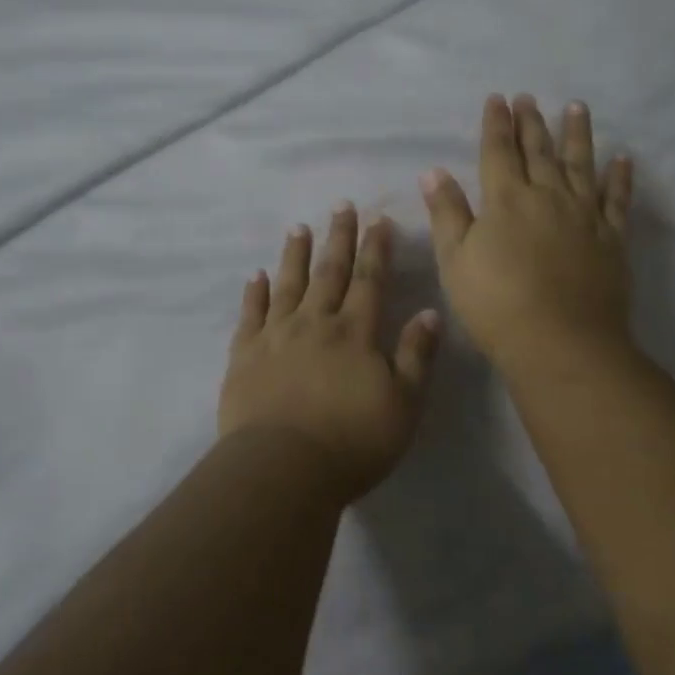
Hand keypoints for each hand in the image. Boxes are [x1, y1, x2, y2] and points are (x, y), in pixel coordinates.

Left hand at [218, 205, 441, 502]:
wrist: (283, 468)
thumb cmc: (352, 442)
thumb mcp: (404, 404)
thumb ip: (416, 356)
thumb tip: (429, 311)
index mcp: (355, 333)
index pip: (369, 280)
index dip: (376, 249)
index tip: (378, 219)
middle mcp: (315, 323)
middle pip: (329, 272)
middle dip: (338, 238)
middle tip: (341, 206)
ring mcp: (276, 336)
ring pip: (288, 285)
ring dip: (295, 255)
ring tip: (298, 228)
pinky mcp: (245, 355)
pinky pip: (250, 314)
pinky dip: (254, 293)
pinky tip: (255, 276)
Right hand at [421, 94, 634, 377]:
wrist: (560, 342)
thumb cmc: (496, 304)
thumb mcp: (456, 260)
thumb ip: (447, 213)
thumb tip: (434, 171)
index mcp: (505, 200)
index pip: (498, 151)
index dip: (496, 124)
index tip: (498, 99)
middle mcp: (547, 196)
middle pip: (538, 150)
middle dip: (531, 121)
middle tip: (529, 97)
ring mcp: (584, 214)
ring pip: (581, 164)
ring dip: (577, 134)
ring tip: (577, 108)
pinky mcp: (611, 237)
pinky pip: (617, 199)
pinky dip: (620, 177)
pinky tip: (623, 158)